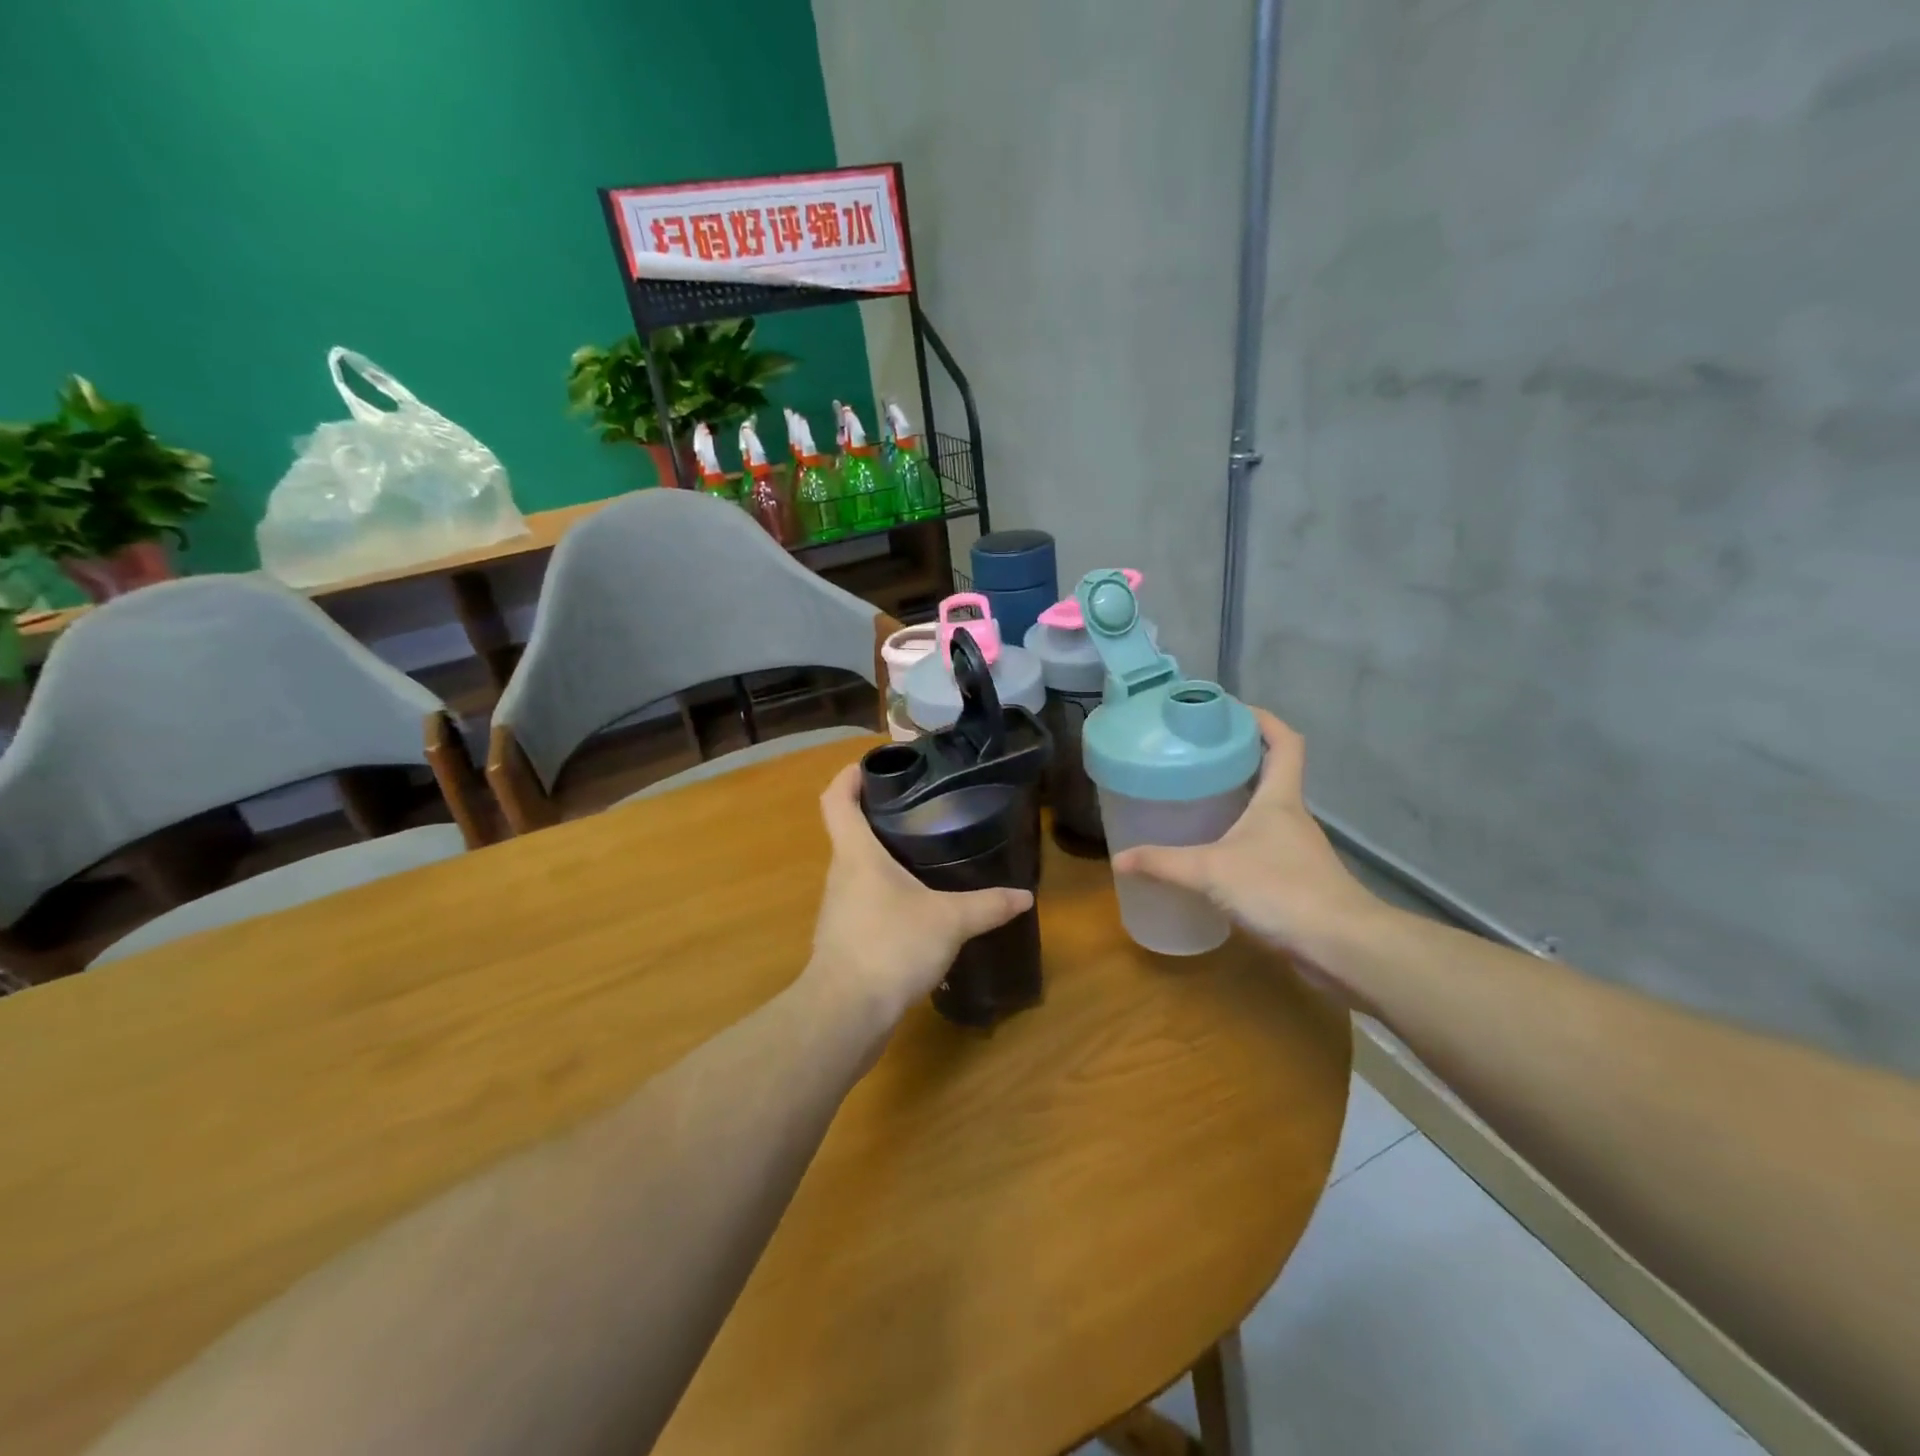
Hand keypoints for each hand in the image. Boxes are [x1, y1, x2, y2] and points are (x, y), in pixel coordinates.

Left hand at [806, 762, 1032, 1030]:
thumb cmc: (891, 945)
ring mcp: (838, 908)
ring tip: (922, 853)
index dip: (849, 776)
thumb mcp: (949, 921)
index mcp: (856, 853)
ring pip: (857, 868)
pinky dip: (885, 893)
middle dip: (878, 815)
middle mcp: (840, 874)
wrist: (847, 1012)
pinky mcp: (844, 938)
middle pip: (849, 831)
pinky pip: (864, 901)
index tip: (873, 765)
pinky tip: (915, 906)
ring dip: (882, 857)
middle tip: (918, 807)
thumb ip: (987, 905)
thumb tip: (1025, 896)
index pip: (835, 799)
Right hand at [1111, 710, 1389, 997]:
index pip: (1284, 742)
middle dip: (1238, 758)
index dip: (1263, 719)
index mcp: (1279, 798)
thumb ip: (1164, 864)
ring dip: (1238, 800)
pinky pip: (1262, 844)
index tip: (1230, 711)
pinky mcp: (1295, 879)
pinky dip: (1239, 838)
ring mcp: (1296, 848)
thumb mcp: (1212, 871)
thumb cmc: (1281, 890)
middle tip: (1195, 755)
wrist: (1341, 945)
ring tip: (1195, 798)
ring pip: (1266, 810)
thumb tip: (1119, 860)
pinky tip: (1212, 853)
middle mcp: (1291, 816)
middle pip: (1271, 772)